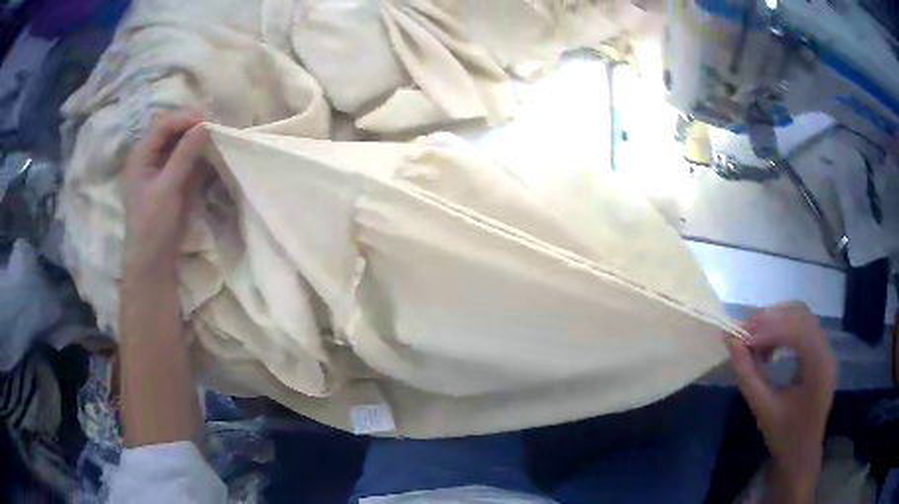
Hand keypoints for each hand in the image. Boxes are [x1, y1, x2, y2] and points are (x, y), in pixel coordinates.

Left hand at [123, 111, 208, 276]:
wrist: (154, 262)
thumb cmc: (152, 225)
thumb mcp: (167, 188)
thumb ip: (185, 155)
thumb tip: (205, 125)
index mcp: (141, 154)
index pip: (165, 125)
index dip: (186, 119)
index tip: (210, 122)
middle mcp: (151, 156)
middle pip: (174, 131)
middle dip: (195, 127)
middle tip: (218, 128)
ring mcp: (164, 169)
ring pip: (183, 144)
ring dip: (201, 140)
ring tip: (220, 138)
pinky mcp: (175, 181)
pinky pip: (189, 160)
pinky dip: (202, 156)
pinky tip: (215, 155)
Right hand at [725, 302, 835, 503]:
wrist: (801, 454)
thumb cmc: (783, 436)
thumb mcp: (762, 409)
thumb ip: (747, 375)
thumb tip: (730, 342)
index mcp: (818, 367)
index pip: (797, 331)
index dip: (768, 330)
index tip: (741, 339)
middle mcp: (826, 351)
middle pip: (801, 315)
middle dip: (772, 319)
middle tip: (745, 332)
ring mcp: (826, 350)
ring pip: (802, 316)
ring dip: (777, 321)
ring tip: (755, 339)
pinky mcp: (820, 353)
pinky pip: (803, 328)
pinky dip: (784, 329)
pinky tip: (770, 347)